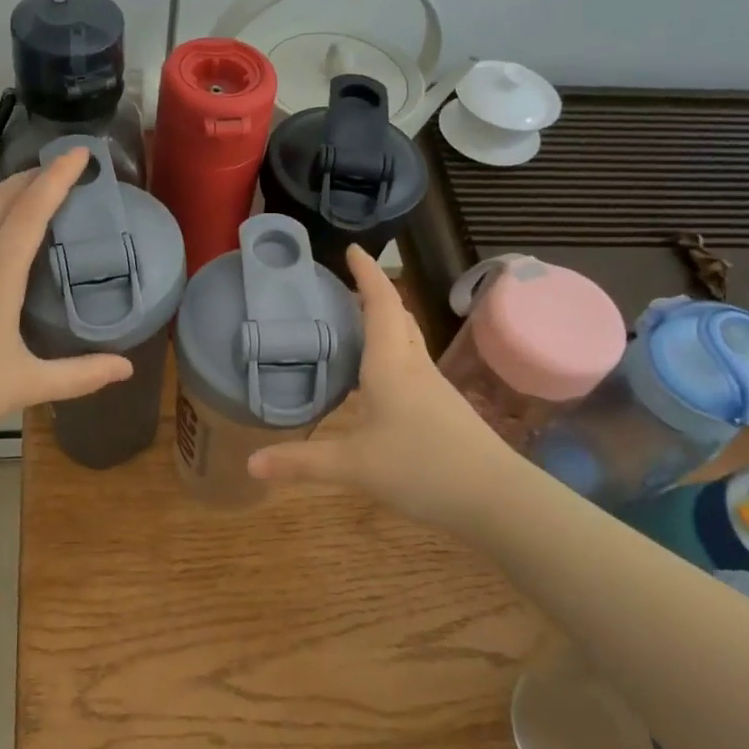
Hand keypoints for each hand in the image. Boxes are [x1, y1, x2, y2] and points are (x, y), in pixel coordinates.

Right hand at [248, 245, 511, 524]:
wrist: (497, 500)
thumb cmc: (423, 468)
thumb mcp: (355, 467)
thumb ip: (302, 463)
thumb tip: (250, 464)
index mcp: (391, 365)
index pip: (381, 304)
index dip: (367, 274)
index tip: (352, 248)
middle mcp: (414, 367)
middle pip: (398, 317)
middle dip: (374, 294)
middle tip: (344, 286)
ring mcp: (433, 389)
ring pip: (407, 341)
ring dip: (385, 323)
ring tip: (354, 324)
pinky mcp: (442, 410)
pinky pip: (411, 366)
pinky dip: (391, 354)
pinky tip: (376, 379)